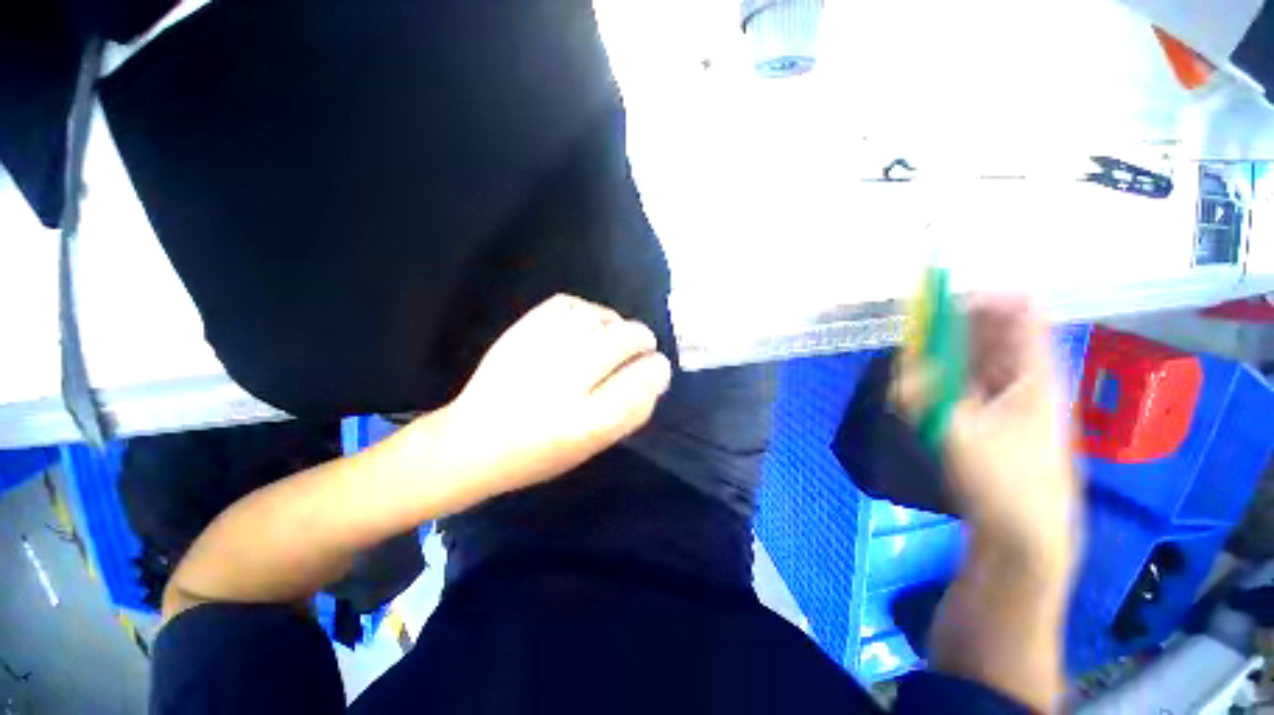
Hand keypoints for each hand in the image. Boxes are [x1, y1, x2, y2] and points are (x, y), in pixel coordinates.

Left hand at [441, 294, 672, 497]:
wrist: (472, 442)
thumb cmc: (539, 454)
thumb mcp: (593, 447)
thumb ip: (630, 412)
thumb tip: (655, 374)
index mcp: (585, 423)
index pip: (640, 382)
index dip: (657, 369)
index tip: (658, 367)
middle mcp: (564, 383)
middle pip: (623, 340)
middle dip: (643, 339)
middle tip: (642, 346)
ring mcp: (539, 352)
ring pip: (598, 317)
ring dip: (617, 323)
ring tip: (615, 335)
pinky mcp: (520, 333)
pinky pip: (567, 304)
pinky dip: (587, 309)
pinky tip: (588, 323)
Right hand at [894, 295, 1079, 571]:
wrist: (1026, 534)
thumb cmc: (1006, 484)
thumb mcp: (959, 435)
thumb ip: (923, 394)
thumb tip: (901, 365)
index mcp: (1035, 373)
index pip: (1020, 312)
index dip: (984, 297)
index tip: (938, 302)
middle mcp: (1026, 376)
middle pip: (993, 330)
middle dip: (951, 327)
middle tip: (914, 337)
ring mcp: (1011, 396)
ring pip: (975, 356)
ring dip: (942, 354)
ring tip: (914, 367)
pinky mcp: (993, 414)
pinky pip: (966, 381)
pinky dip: (942, 377)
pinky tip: (922, 391)